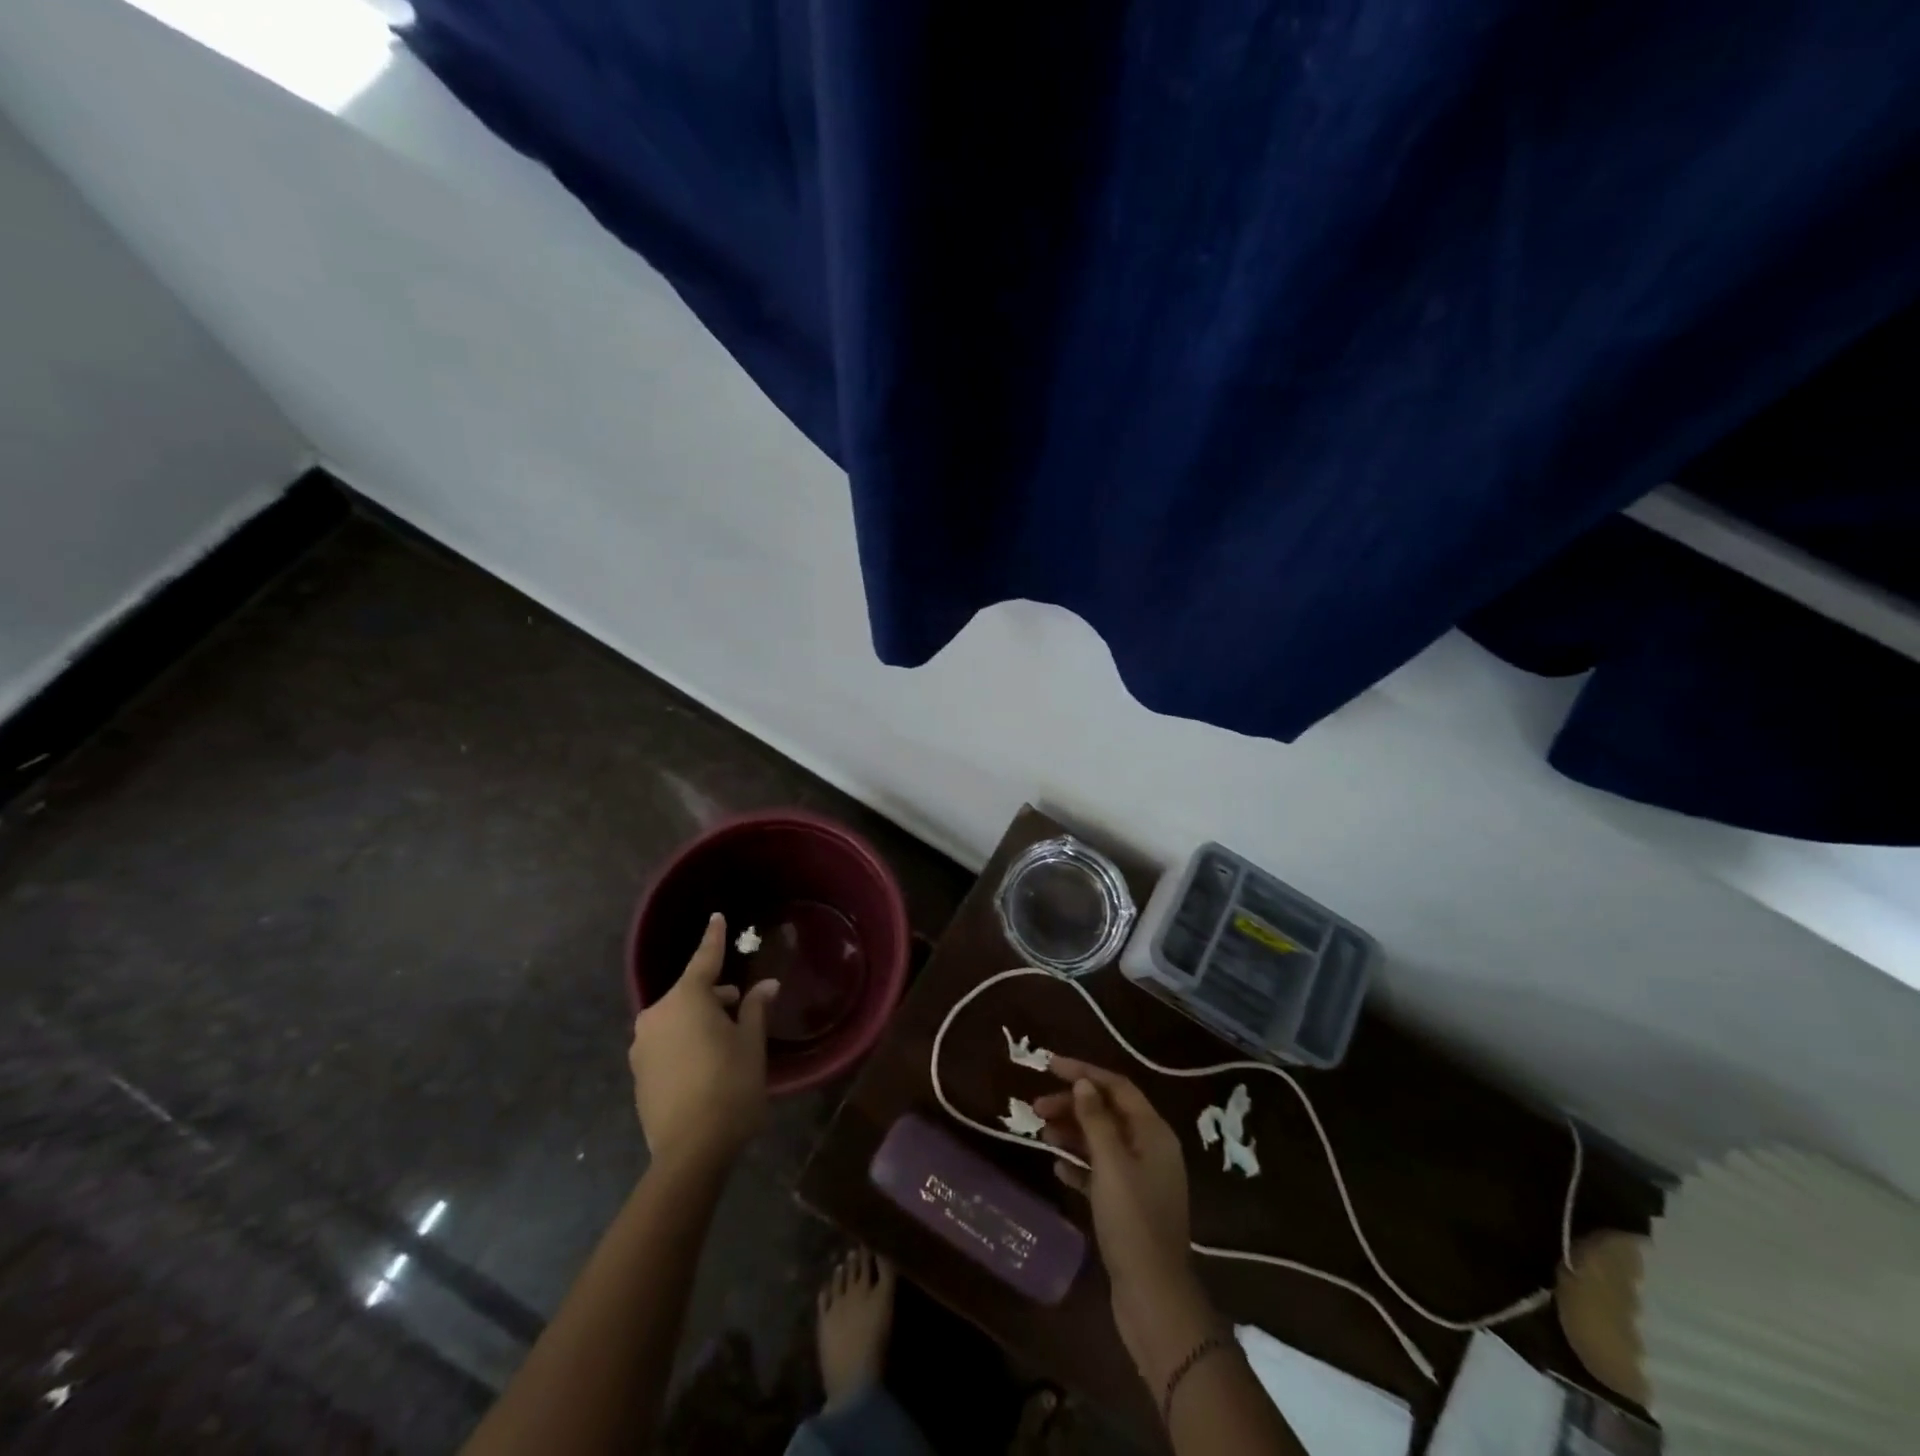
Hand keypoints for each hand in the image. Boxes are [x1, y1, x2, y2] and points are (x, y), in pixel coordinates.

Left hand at [629, 913, 779, 1166]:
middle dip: (714, 995)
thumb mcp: (751, 1044)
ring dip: (699, 1021)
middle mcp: (656, 1016)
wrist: (690, 1152)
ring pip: (677, 1019)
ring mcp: (642, 1047)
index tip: (717, 917)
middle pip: (689, 993)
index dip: (714, 938)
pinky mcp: (638, 1075)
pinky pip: (666, 1043)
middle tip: (741, 1007)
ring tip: (726, 1040)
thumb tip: (765, 985)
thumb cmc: (729, 1086)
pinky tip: (706, 1064)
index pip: (704, 960)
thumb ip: (755, 1009)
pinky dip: (685, 1042)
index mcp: (686, 1000)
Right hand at [1034, 1058, 1214, 1380]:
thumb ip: (1096, 1119)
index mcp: (1154, 1132)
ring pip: (1102, 1141)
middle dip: (1072, 1104)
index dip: (1084, 1071)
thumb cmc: (1131, 1221)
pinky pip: (1100, 1171)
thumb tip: (1083, 1082)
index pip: (1116, 1086)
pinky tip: (1056, 1167)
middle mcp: (1151, 1149)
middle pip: (1108, 1112)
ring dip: (1072, 1132)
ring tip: (1040, 1133)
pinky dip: (1079, 1164)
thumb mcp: (1110, 1163)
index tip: (1048, 1065)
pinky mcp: (1129, 1205)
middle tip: (1036, 1106)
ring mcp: (1141, 1178)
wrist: (1153, 1296)